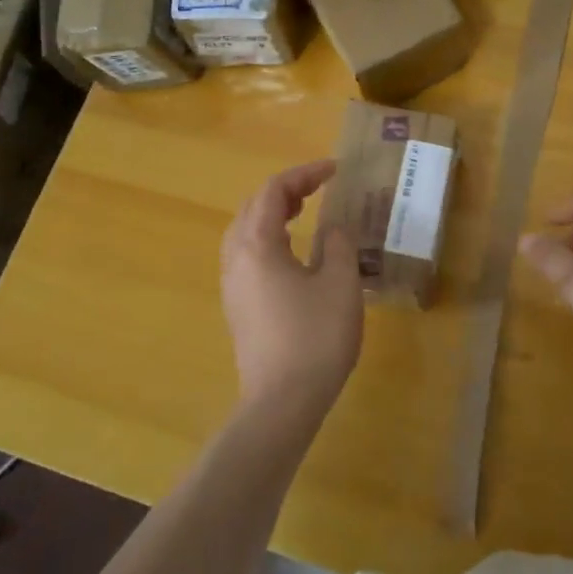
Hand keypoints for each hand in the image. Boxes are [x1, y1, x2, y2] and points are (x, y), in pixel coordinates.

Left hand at [220, 160, 363, 413]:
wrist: (282, 403)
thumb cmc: (315, 338)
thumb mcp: (340, 284)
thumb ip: (339, 245)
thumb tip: (334, 227)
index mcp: (257, 245)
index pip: (274, 191)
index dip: (304, 174)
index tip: (334, 170)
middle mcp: (236, 258)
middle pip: (252, 206)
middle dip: (284, 190)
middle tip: (318, 188)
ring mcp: (232, 285)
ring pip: (244, 231)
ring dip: (271, 213)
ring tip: (301, 212)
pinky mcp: (237, 307)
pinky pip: (245, 254)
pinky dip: (266, 237)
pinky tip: (290, 253)